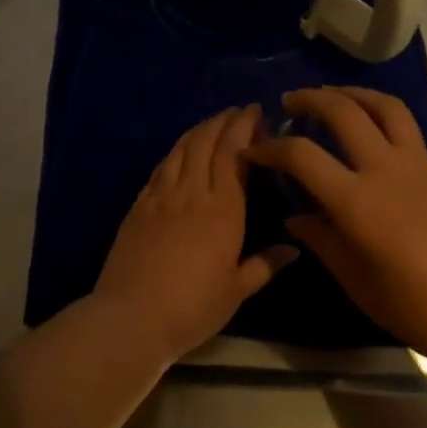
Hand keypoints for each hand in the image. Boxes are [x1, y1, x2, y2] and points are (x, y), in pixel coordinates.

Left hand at [91, 106, 298, 360]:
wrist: (131, 316)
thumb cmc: (192, 308)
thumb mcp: (236, 291)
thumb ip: (265, 265)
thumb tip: (294, 249)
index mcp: (223, 210)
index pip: (234, 154)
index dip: (244, 128)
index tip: (256, 112)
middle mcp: (192, 192)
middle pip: (206, 144)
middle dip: (223, 122)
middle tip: (238, 112)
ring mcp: (161, 196)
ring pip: (181, 150)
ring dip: (198, 131)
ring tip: (212, 123)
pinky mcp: (138, 205)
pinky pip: (160, 168)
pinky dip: (174, 152)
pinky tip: (180, 152)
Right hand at [245, 87, 426, 367]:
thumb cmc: (416, 307)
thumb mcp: (356, 281)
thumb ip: (322, 241)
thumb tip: (296, 217)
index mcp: (357, 202)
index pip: (301, 155)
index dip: (269, 148)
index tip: (251, 151)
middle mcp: (385, 170)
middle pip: (342, 112)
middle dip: (309, 99)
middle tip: (288, 103)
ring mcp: (418, 166)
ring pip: (383, 107)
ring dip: (351, 93)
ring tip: (331, 96)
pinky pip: (405, 128)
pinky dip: (379, 115)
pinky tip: (368, 133)